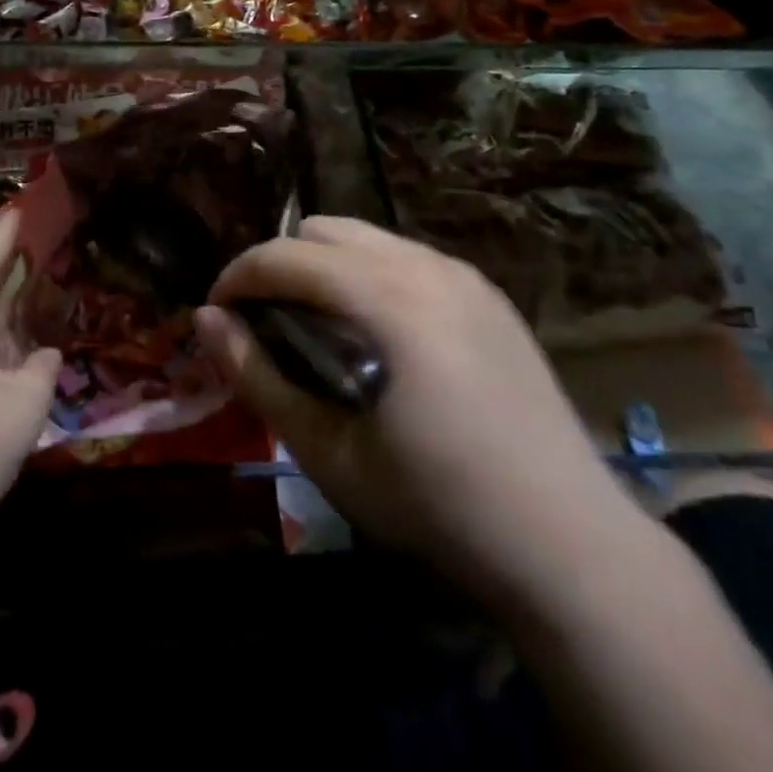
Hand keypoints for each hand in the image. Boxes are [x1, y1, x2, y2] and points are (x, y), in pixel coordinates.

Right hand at [197, 217, 640, 613]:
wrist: (567, 542)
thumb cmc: (434, 503)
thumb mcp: (326, 449)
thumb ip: (256, 375)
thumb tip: (205, 318)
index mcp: (384, 298)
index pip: (284, 256)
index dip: (237, 277)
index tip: (218, 314)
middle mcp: (424, 265)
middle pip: (323, 230)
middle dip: (281, 265)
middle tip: (267, 322)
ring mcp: (462, 274)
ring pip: (367, 237)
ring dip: (326, 267)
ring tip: (320, 327)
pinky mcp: (488, 294)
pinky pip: (407, 258)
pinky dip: (371, 276)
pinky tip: (380, 336)